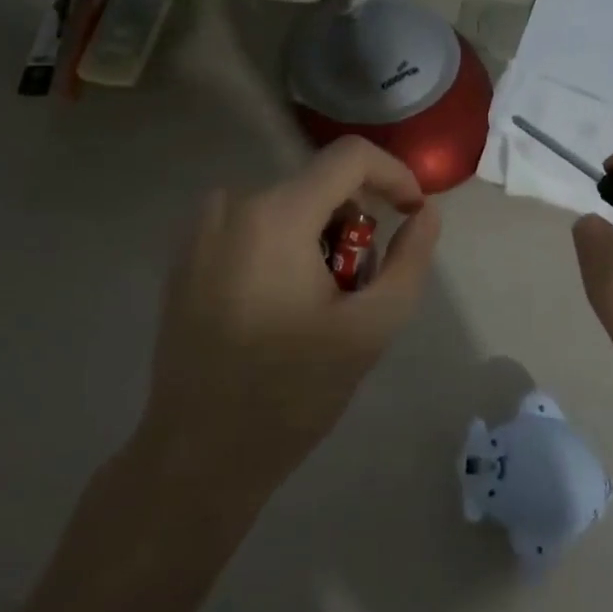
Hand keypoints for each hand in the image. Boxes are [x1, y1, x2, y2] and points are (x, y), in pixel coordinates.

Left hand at [138, 138, 442, 497]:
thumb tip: (426, 212)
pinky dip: (283, 247)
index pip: (350, 157)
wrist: (198, 454)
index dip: (394, 175)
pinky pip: (254, 225)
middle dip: (353, 226)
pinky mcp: (186, 253)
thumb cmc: (291, 392)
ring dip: (319, 239)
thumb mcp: (371, 328)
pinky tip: (280, 306)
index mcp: (275, 215)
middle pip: (319, 186)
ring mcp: (202, 228)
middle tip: (358, 288)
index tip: (413, 214)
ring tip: (319, 305)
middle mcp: (232, 204)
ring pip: (288, 206)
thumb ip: (410, 260)